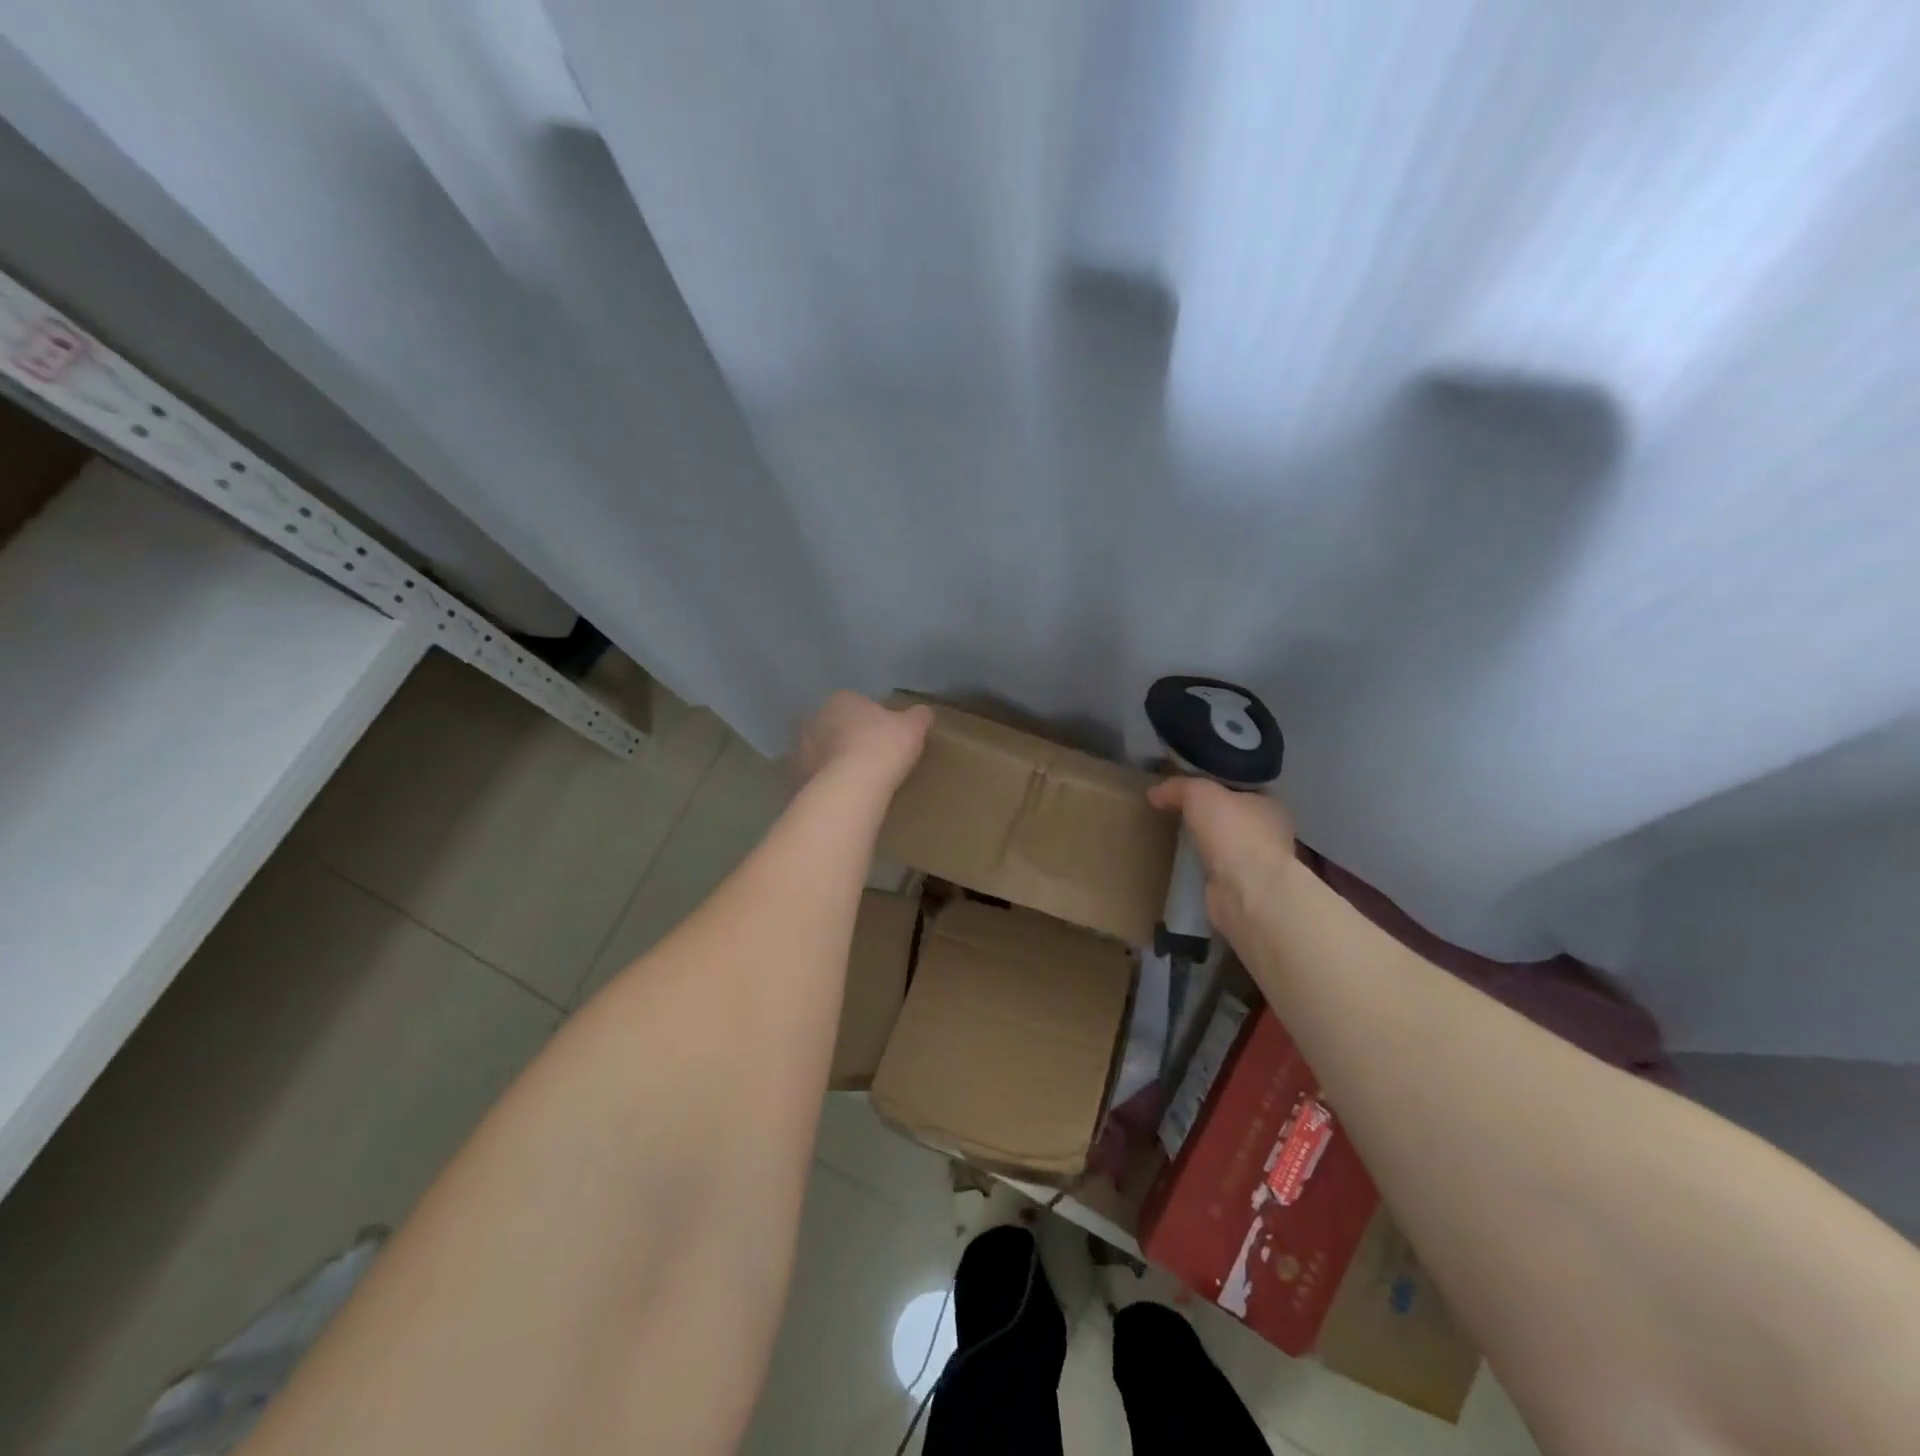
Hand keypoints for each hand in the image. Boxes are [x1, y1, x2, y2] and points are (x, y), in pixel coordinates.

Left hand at [798, 692, 932, 790]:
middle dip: (843, 737)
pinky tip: (839, 796)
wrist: (851, 788)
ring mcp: (799, 750)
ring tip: (852, 779)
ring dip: (830, 760)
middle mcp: (813, 719)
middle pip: (831, 725)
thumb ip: (918, 716)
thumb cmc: (883, 747)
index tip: (883, 735)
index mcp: (840, 700)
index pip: (854, 703)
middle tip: (866, 755)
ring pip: (818, 751)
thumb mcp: (913, 728)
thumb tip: (923, 712)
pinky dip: (822, 783)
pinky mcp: (795, 779)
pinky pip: (812, 778)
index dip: (869, 719)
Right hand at [1147, 778, 1296, 948]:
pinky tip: (1184, 863)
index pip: (1243, 788)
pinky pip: (1218, 869)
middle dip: (1211, 814)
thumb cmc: (1233, 831)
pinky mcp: (1242, 889)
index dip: (1217, 783)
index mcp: (1270, 805)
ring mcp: (1258, 864)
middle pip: (1234, 816)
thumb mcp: (1199, 793)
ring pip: (1227, 844)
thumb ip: (1178, 787)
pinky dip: (1204, 866)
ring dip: (1208, 842)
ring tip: (1177, 835)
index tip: (1191, 784)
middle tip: (1179, 809)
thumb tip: (1154, 793)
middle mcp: (1270, 833)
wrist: (1246, 891)